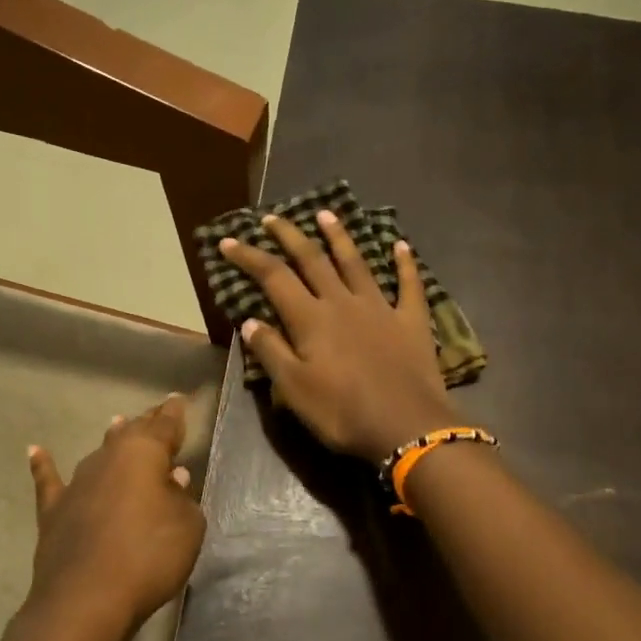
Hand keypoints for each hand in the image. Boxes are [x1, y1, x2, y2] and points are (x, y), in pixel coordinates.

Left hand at [22, 394, 205, 640]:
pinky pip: (49, 480)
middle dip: (146, 423)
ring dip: (110, 439)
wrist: (86, 599)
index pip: (165, 426)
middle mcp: (108, 458)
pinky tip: (34, 451)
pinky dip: (43, 465)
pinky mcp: (54, 510)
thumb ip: (182, 498)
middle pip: (131, 433)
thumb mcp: (188, 527)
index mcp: (144, 454)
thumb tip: (172, 477)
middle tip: (157, 412)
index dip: (174, 413)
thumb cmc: (149, 556)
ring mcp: (77, 483)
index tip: (178, 398)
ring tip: (117, 423)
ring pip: (98, 453)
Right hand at [219, 211, 458, 463]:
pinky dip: (405, 263)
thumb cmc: (343, 413)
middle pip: (312, 260)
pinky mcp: (411, 321)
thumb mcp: (294, 390)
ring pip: (356, 263)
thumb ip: (271, 352)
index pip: (273, 277)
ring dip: (339, 237)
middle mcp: (343, 302)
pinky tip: (401, 245)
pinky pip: (409, 285)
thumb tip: (250, 321)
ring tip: (326, 214)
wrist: (407, 426)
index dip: (249, 257)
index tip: (229, 241)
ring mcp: (380, 308)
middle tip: (273, 218)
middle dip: (290, 236)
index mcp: (311, 319)